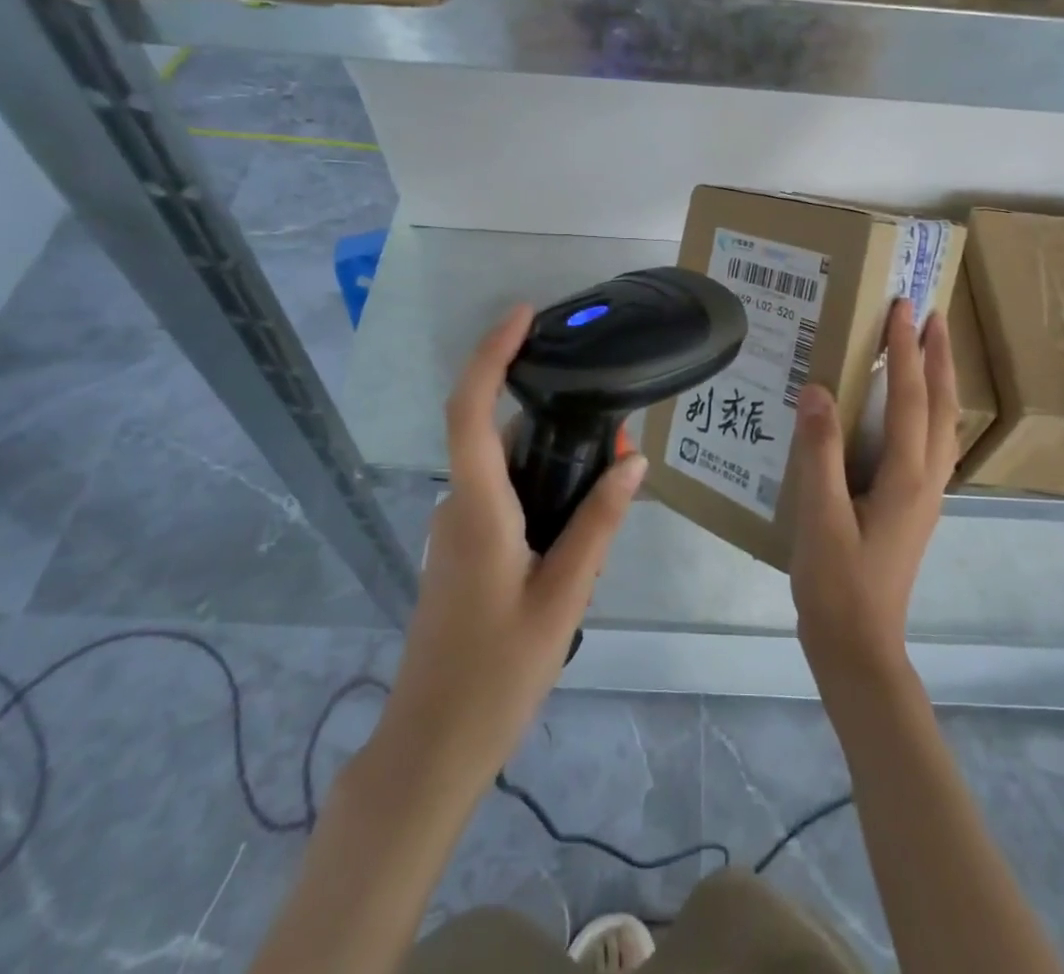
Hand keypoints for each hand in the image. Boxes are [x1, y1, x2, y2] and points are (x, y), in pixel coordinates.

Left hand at [380, 304, 645, 782]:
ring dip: (553, 460)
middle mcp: (459, 506)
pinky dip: (540, 489)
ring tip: (612, 477)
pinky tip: (581, 523)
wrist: (431, 747)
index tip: (523, 316)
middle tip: (618, 431)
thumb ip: (598, 524)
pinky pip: (503, 499)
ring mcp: (456, 530)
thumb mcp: (563, 597)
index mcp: (478, 508)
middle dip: (554, 416)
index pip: (470, 410)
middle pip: (498, 434)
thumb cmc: (496, 673)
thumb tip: (633, 462)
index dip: (491, 354)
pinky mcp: (463, 551)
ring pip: (506, 470)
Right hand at [790, 299, 957, 681]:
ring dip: (939, 380)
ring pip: (942, 424)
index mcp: (906, 476)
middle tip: (931, 314)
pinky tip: (909, 411)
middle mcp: (926, 479)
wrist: (858, 646)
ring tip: (928, 349)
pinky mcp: (913, 507)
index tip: (901, 308)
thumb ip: (819, 452)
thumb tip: (818, 390)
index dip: (906, 350)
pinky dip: (927, 410)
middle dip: (939, 357)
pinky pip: (929, 443)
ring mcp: (925, 495)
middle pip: (941, 405)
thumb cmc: (837, 583)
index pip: (910, 397)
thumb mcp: (820, 517)